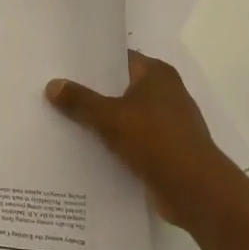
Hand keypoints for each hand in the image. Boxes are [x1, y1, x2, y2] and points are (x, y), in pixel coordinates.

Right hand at [46, 51, 240, 223]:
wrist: (196, 191)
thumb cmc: (155, 141)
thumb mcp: (110, 118)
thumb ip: (80, 101)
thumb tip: (52, 85)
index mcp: (156, 74)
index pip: (118, 58)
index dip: (90, 62)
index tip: (60, 65)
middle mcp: (165, 92)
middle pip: (119, 86)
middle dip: (90, 92)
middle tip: (54, 92)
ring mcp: (167, 122)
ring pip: (124, 114)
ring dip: (100, 120)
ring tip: (62, 119)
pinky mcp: (166, 149)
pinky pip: (131, 139)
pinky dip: (113, 142)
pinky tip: (85, 147)